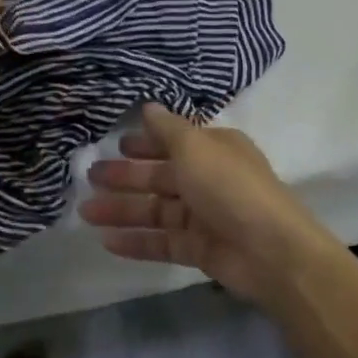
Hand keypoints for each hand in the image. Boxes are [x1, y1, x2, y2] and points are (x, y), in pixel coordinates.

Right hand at [81, 104, 343, 306]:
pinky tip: (107, 242)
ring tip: (86, 212)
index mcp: (214, 149)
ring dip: (123, 210)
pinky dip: (137, 241)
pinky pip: (162, 242)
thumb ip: (167, 129)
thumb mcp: (195, 147)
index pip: (174, 142)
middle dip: (126, 176)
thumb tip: (148, 106)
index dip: (145, 143)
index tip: (116, 145)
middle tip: (90, 177)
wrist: (271, 251)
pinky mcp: (199, 250)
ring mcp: (204, 217)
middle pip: (160, 176)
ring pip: (156, 210)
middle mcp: (209, 179)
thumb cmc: (229, 187)